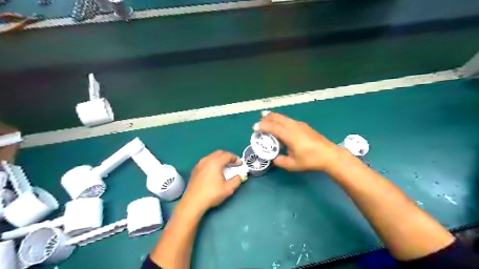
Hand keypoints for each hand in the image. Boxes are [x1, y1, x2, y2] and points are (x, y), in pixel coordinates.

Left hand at [182, 152, 243, 213]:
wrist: (193, 202)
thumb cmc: (212, 194)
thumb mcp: (228, 189)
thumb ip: (236, 180)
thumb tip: (240, 176)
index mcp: (215, 163)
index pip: (227, 155)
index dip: (235, 158)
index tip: (240, 163)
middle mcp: (207, 160)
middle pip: (219, 153)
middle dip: (227, 156)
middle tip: (233, 163)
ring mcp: (199, 164)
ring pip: (212, 156)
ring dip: (220, 158)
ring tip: (224, 166)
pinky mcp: (195, 169)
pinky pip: (206, 160)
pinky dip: (213, 162)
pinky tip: (214, 171)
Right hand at [257, 112, 341, 171]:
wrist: (329, 155)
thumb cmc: (310, 160)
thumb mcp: (292, 165)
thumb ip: (280, 161)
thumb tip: (274, 158)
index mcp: (289, 135)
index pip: (272, 127)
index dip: (262, 126)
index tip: (254, 128)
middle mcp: (293, 126)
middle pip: (277, 117)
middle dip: (266, 118)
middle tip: (259, 121)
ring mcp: (299, 124)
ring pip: (283, 117)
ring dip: (273, 118)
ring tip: (267, 120)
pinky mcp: (303, 125)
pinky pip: (288, 120)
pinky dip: (280, 120)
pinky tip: (280, 127)